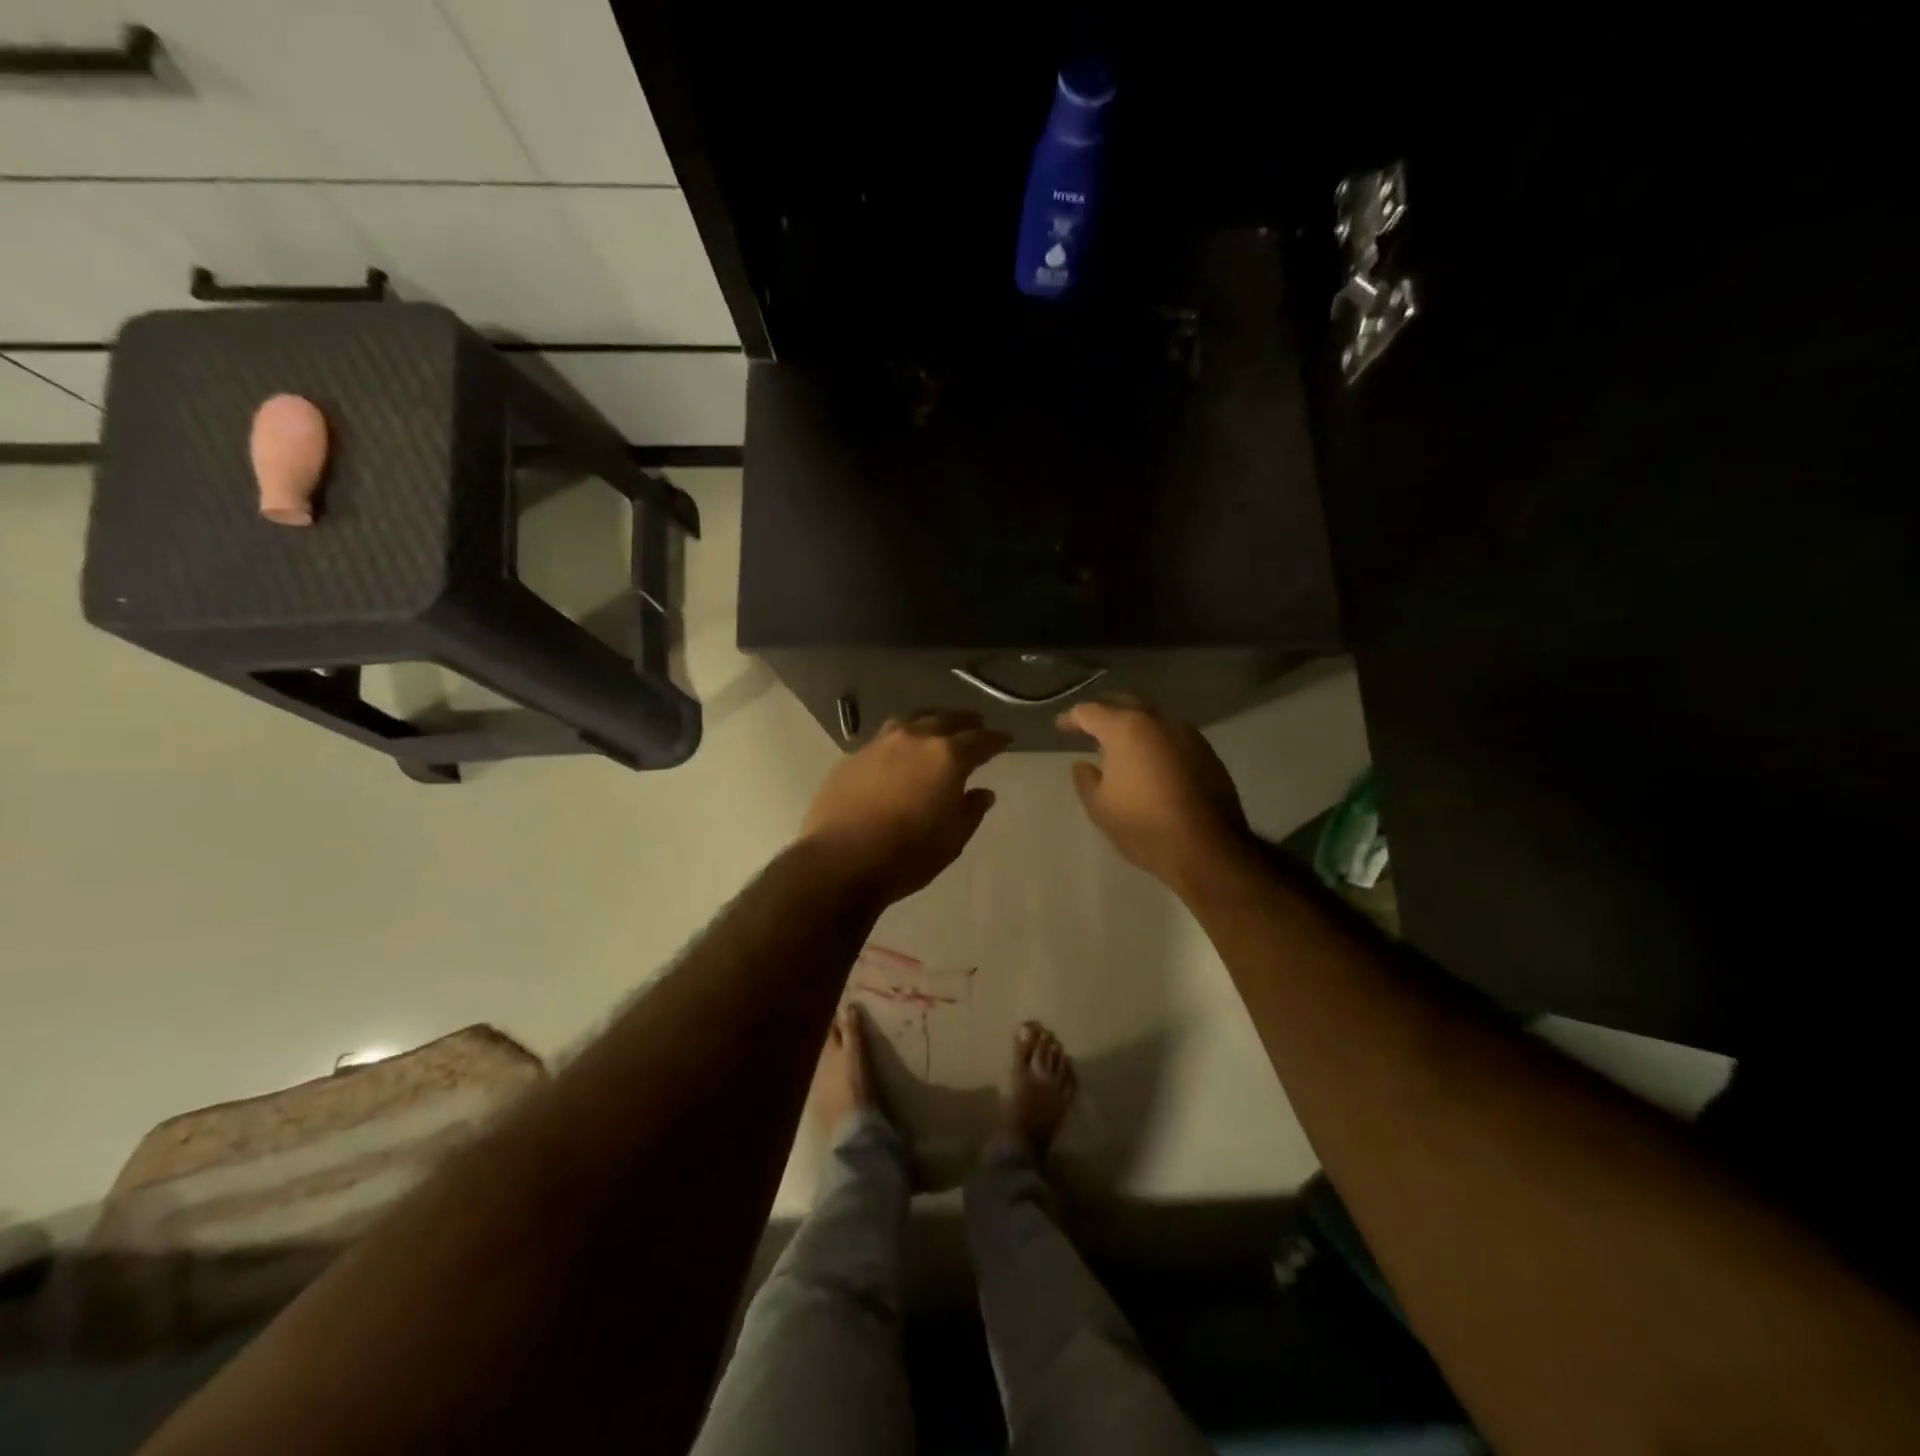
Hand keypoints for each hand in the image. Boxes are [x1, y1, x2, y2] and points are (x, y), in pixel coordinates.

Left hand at [801, 712, 1011, 904]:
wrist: (841, 860)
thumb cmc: (908, 854)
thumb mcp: (953, 838)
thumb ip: (971, 810)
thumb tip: (982, 792)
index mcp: (947, 756)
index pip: (980, 740)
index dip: (996, 739)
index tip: (1006, 739)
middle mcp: (914, 739)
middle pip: (945, 719)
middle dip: (964, 721)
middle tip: (976, 722)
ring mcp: (879, 745)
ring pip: (911, 721)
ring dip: (929, 721)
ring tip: (936, 727)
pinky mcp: (852, 757)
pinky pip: (883, 739)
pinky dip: (899, 740)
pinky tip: (898, 753)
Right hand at [1058, 700, 1250, 889]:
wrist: (1208, 848)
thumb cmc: (1144, 826)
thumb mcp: (1100, 808)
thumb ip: (1086, 780)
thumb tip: (1084, 764)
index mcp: (1126, 729)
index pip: (1089, 711)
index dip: (1071, 719)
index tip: (1061, 727)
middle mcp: (1158, 721)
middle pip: (1124, 703)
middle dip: (1104, 712)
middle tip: (1088, 726)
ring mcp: (1187, 734)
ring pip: (1152, 718)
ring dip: (1132, 725)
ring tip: (1119, 744)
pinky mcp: (1207, 752)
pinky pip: (1171, 736)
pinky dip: (1154, 741)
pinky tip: (1150, 761)